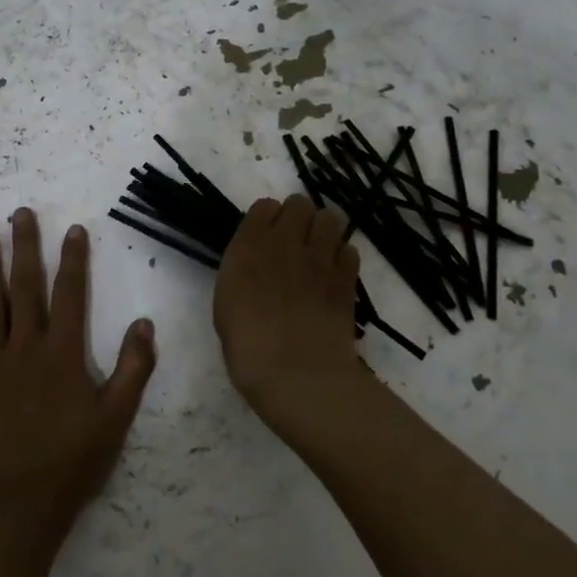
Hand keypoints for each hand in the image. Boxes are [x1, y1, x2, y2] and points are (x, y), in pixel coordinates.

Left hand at [0, 209, 157, 554]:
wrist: (19, 506)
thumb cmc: (72, 463)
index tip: (73, 229)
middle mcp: (26, 348)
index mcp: (64, 354)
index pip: (71, 295)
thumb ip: (133, 369)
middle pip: (26, 288)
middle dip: (25, 248)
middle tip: (20, 213)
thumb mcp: (117, 418)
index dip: (74, 260)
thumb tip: (143, 323)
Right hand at [214, 194, 368, 429]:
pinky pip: (349, 249)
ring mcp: (320, 258)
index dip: (266, 219)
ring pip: (331, 218)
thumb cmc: (247, 347)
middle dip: (297, 218)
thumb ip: (241, 273)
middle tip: (293, 242)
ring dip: (323, 230)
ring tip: (317, 252)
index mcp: (249, 246)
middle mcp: (285, 242)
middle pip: (300, 204)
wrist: (296, 373)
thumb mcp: (226, 304)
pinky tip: (333, 275)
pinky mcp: (347, 277)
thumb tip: (255, 267)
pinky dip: (342, 256)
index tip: (264, 237)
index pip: (264, 206)